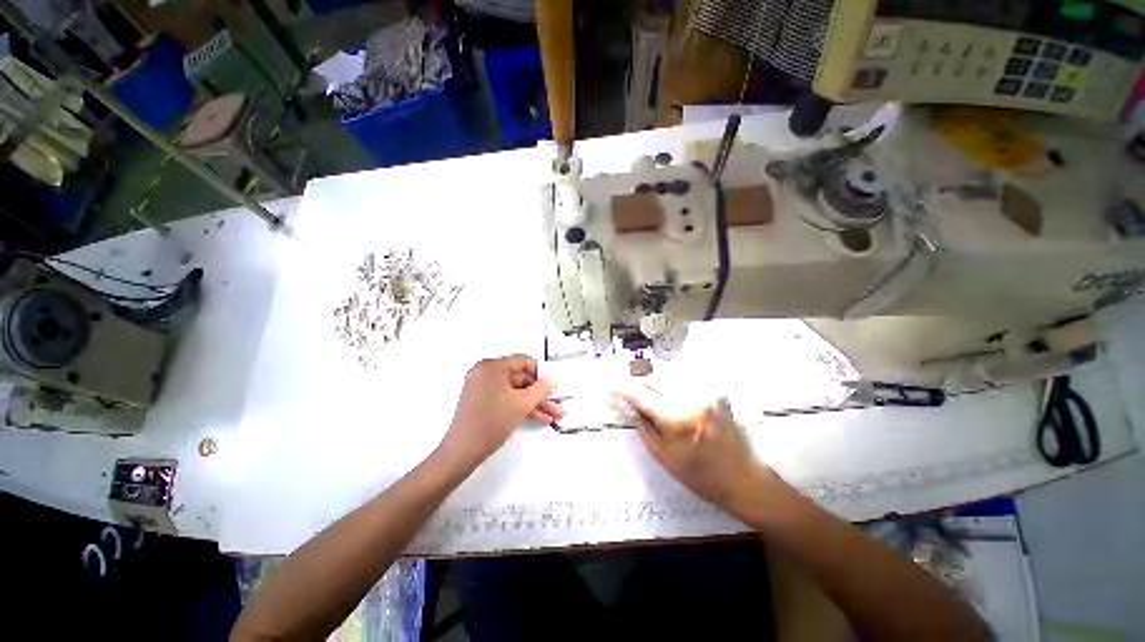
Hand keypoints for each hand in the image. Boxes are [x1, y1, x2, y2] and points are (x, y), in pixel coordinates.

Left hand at [443, 355, 562, 461]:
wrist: (462, 452)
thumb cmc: (492, 422)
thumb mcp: (522, 404)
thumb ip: (542, 389)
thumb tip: (555, 377)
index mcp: (492, 367)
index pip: (524, 362)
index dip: (542, 373)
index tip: (556, 384)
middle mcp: (486, 373)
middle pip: (521, 379)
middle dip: (541, 393)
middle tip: (558, 402)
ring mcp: (483, 388)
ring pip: (516, 391)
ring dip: (535, 403)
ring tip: (555, 414)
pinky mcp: (484, 402)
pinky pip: (507, 399)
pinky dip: (522, 407)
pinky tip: (541, 417)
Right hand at [620, 383, 772, 518]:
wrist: (745, 480)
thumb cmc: (703, 477)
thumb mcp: (664, 458)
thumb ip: (644, 429)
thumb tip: (631, 407)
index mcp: (677, 419)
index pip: (642, 394)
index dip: (625, 388)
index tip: (614, 384)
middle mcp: (692, 400)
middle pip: (656, 379)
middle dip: (640, 383)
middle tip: (630, 390)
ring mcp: (706, 394)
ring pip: (671, 377)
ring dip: (656, 383)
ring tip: (650, 395)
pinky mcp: (715, 394)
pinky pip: (685, 382)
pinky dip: (673, 386)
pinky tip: (670, 397)